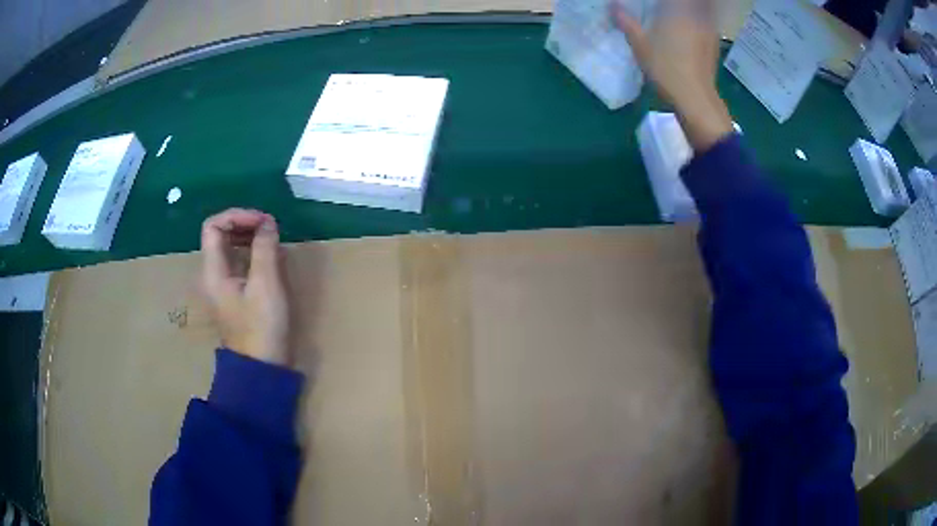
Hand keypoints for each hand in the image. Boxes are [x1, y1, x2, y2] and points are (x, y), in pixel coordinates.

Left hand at [201, 208, 290, 365]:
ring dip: (249, 238)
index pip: (213, 226)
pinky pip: (238, 263)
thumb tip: (268, 222)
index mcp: (213, 270)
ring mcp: (222, 286)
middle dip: (244, 224)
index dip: (237, 215)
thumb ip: (265, 248)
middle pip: (220, 235)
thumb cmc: (261, 326)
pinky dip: (252, 254)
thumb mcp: (266, 284)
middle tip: (270, 227)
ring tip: (272, 240)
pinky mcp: (234, 295)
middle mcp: (213, 274)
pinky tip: (270, 259)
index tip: (263, 220)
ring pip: (229, 248)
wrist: (261, 368)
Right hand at [612, 0, 733, 150]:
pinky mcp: (714, 44)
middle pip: (694, 2)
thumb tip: (614, 5)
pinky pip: (706, 22)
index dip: (664, 1)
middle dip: (678, 3)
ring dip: (690, 9)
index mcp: (678, 10)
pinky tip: (687, 29)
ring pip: (701, 9)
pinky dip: (697, 20)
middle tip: (663, 7)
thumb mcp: (640, 46)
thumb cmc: (667, 69)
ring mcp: (708, 30)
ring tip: (674, 15)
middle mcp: (696, 15)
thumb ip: (627, 23)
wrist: (696, 99)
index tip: (653, 3)